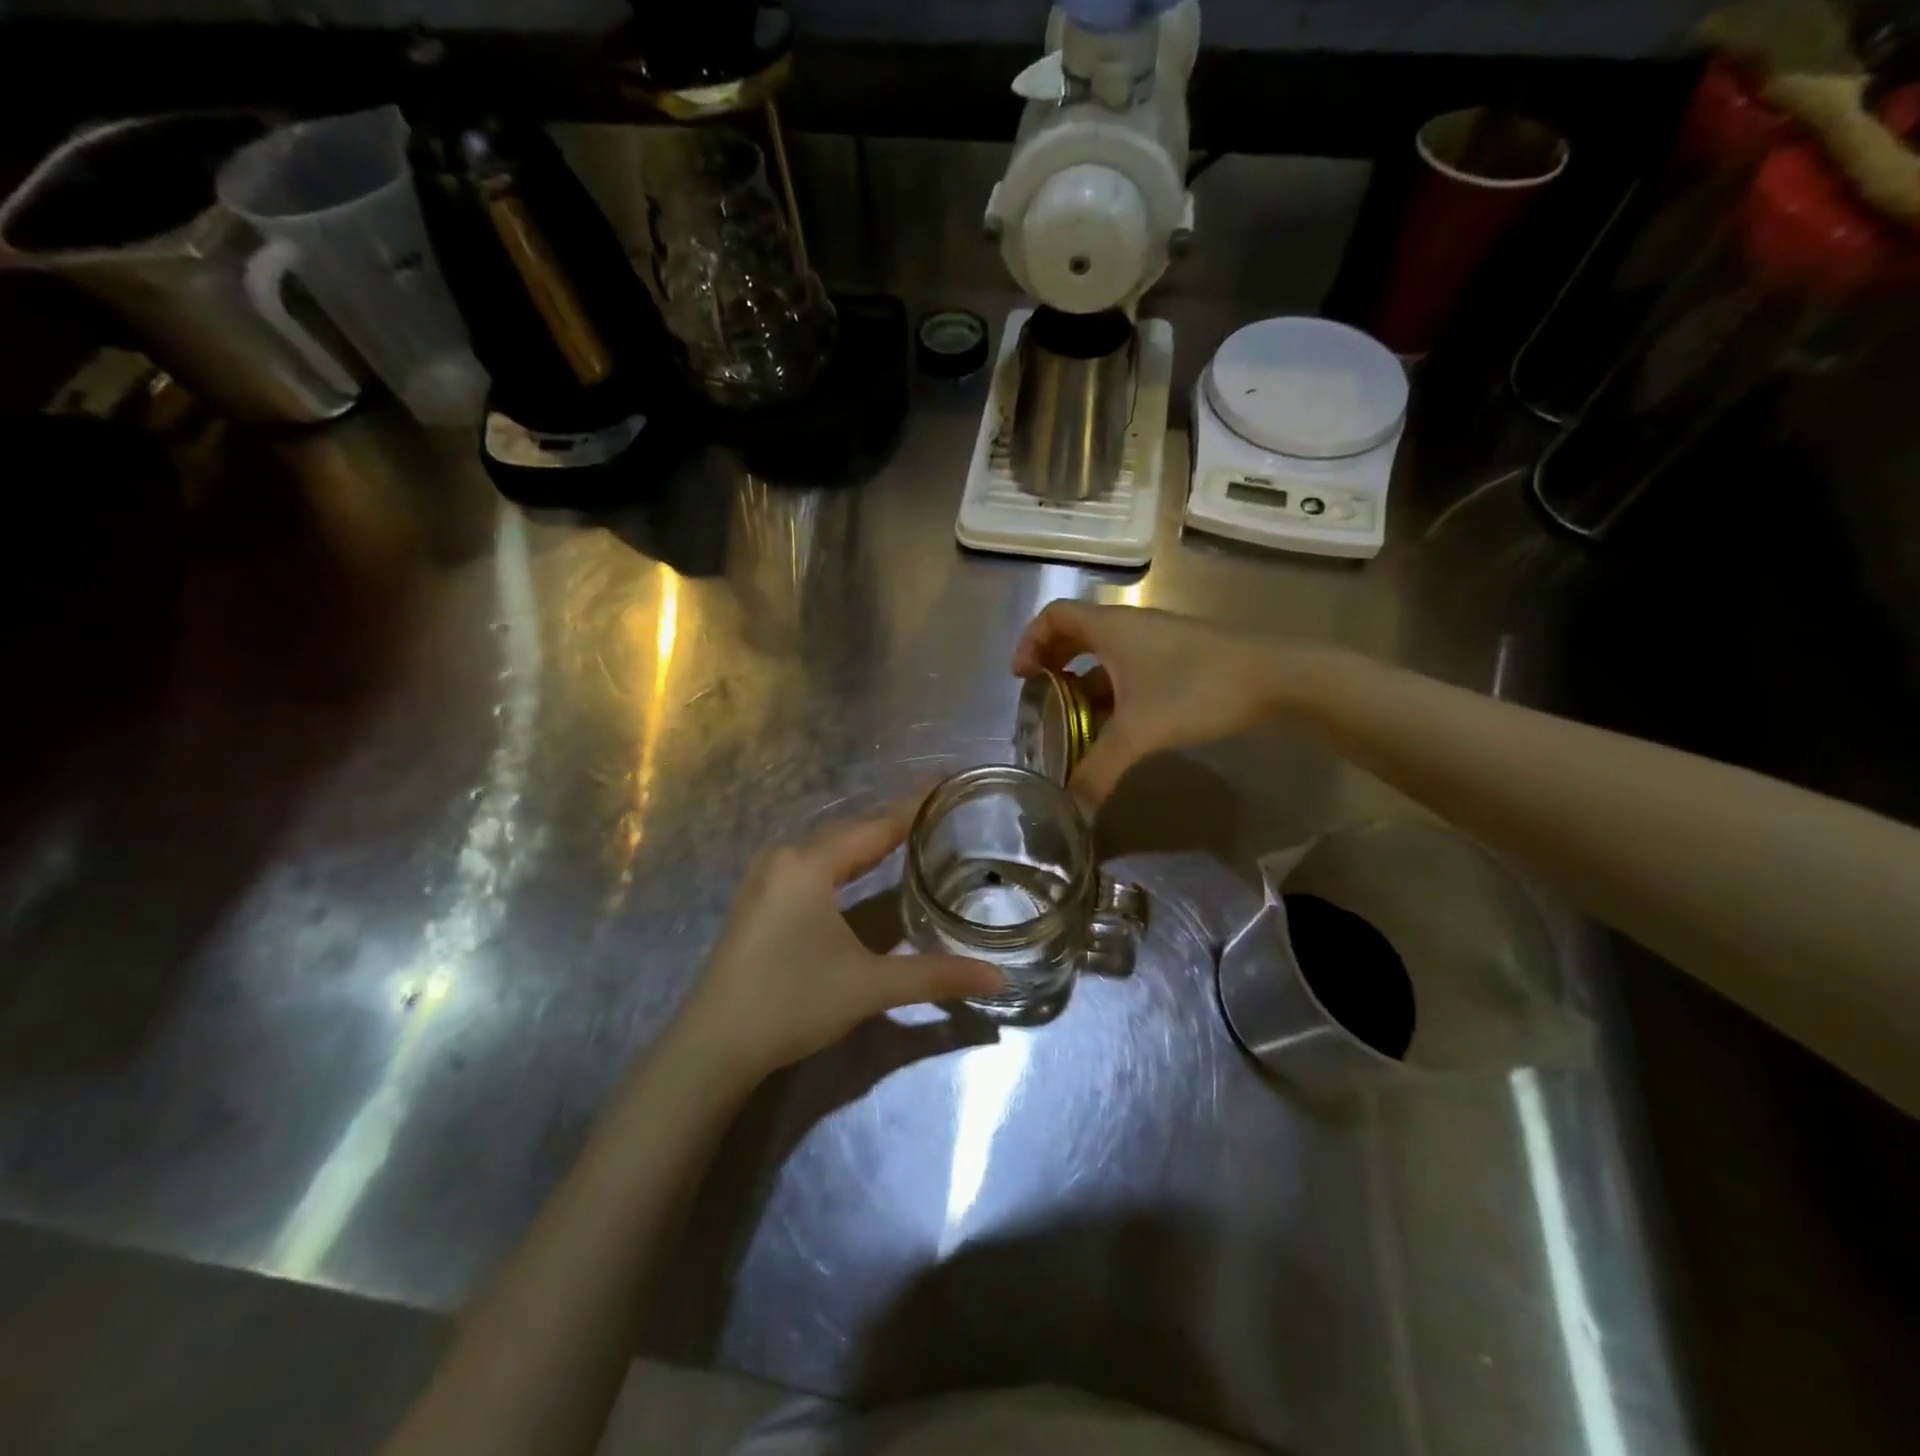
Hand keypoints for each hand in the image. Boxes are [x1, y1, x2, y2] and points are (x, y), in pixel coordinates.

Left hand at [677, 800, 1005, 1078]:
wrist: (713, 1045)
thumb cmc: (792, 1002)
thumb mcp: (870, 986)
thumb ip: (936, 976)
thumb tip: (997, 977)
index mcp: (810, 864)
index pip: (876, 826)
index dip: (914, 804)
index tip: (946, 780)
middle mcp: (785, 858)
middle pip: (851, 831)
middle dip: (893, 821)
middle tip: (937, 812)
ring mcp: (765, 879)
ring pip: (828, 848)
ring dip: (866, 842)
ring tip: (908, 836)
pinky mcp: (757, 901)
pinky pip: (810, 865)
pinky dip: (842, 861)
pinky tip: (858, 873)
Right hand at [1013, 601, 1284, 807]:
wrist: (1277, 677)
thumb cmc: (1198, 689)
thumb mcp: (1140, 732)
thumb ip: (1099, 771)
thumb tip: (1072, 812)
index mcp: (1111, 628)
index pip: (1054, 616)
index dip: (1030, 642)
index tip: (1022, 678)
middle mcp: (1130, 626)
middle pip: (1076, 633)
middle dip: (1053, 664)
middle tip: (1042, 699)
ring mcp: (1157, 640)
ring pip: (1105, 654)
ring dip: (1084, 682)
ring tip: (1075, 720)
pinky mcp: (1179, 657)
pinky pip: (1130, 668)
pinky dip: (1113, 690)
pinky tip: (1118, 725)